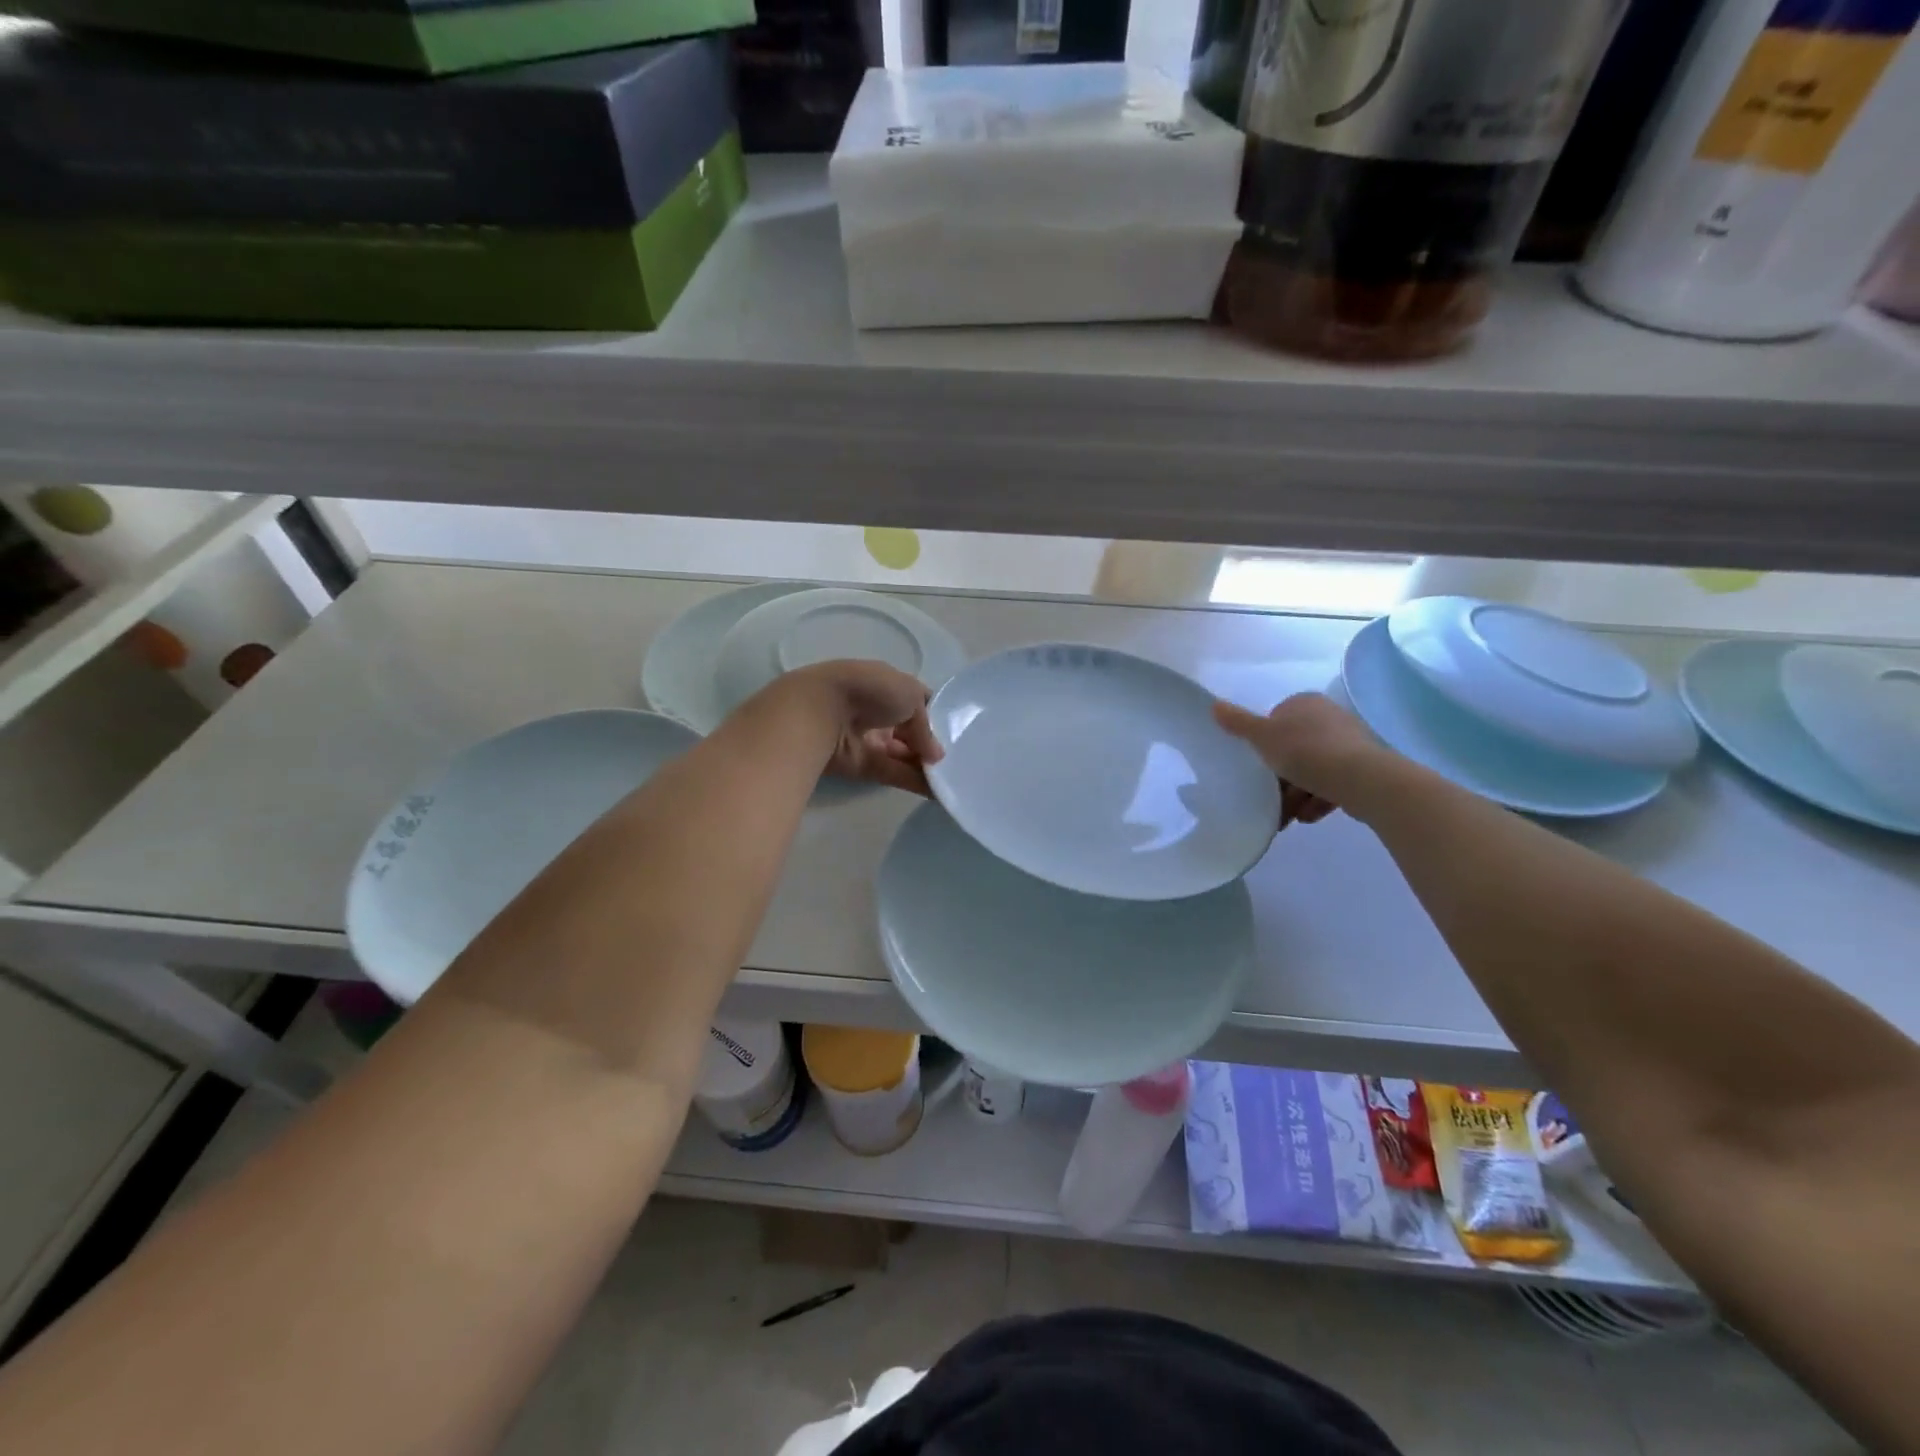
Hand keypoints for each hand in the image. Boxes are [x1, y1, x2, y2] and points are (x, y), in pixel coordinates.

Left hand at [784, 660, 943, 795]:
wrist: (821, 711)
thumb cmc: (870, 690)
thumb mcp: (911, 695)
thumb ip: (926, 726)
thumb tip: (936, 756)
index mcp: (888, 685)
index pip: (918, 701)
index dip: (938, 716)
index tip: (959, 733)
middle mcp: (878, 711)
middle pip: (911, 731)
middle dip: (932, 745)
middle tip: (960, 761)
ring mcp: (869, 739)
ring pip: (903, 755)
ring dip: (927, 767)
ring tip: (955, 780)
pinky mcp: (862, 766)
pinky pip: (894, 773)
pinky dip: (915, 782)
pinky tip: (939, 793)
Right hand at [1212, 692, 1379, 828]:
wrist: (1360, 779)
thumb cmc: (1305, 752)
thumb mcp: (1263, 737)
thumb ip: (1238, 723)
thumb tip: (1214, 705)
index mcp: (1306, 704)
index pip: (1277, 720)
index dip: (1265, 744)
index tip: (1259, 765)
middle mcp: (1329, 718)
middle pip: (1295, 748)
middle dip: (1282, 776)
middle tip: (1269, 797)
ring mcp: (1349, 743)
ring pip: (1313, 769)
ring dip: (1298, 793)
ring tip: (1287, 816)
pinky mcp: (1363, 768)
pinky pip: (1333, 783)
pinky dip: (1318, 799)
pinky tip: (1308, 817)